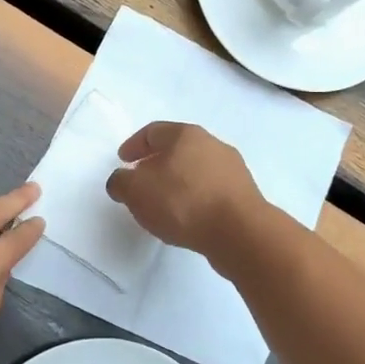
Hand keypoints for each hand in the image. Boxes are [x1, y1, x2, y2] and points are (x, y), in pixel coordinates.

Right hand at [104, 122, 265, 261]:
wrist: (240, 232)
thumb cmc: (183, 202)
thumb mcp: (137, 191)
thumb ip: (121, 182)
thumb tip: (123, 181)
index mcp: (185, 134)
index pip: (153, 131)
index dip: (134, 145)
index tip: (123, 161)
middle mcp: (212, 144)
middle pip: (177, 149)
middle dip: (156, 164)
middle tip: (141, 182)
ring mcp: (232, 168)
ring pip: (195, 170)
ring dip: (177, 182)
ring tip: (163, 204)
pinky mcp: (243, 194)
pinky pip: (210, 190)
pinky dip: (194, 198)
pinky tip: (187, 217)